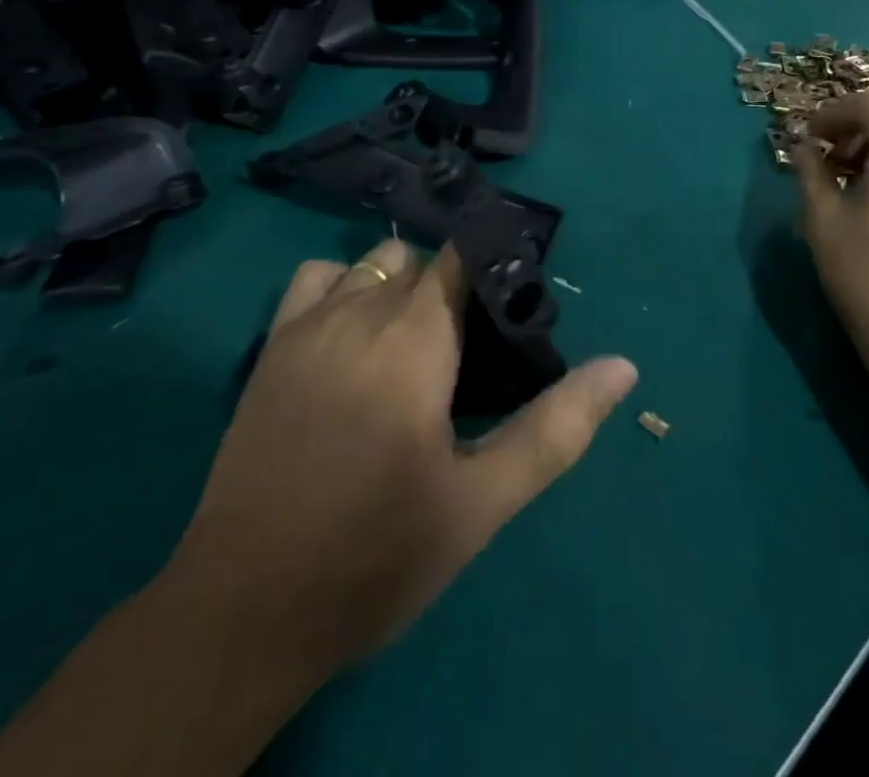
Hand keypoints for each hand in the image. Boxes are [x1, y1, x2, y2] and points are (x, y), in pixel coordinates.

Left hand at [162, 238, 636, 688]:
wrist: (245, 611)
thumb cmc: (376, 555)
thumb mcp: (480, 502)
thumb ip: (556, 428)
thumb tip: (623, 367)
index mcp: (416, 337)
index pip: (465, 257)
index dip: (498, 269)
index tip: (518, 311)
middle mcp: (362, 310)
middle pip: (425, 262)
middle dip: (459, 287)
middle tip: (475, 350)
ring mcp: (308, 324)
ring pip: (374, 264)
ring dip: (405, 284)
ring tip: (420, 342)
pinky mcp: (271, 348)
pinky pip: (317, 279)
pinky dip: (345, 286)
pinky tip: (354, 335)